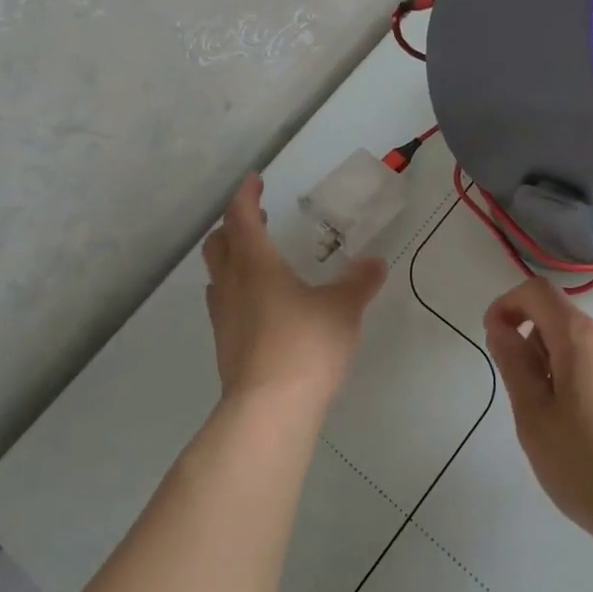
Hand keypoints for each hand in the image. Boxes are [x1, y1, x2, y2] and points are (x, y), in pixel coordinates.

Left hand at [201, 174, 386, 409]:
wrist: (269, 411)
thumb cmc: (305, 345)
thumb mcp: (343, 308)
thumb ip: (359, 282)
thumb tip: (375, 262)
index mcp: (255, 264)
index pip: (241, 217)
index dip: (246, 195)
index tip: (256, 180)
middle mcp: (232, 285)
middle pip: (219, 244)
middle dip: (235, 226)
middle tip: (257, 219)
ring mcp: (224, 319)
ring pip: (218, 276)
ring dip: (233, 259)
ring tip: (259, 260)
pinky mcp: (226, 347)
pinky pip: (226, 304)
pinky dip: (239, 291)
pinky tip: (264, 306)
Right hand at [484, 278, 592, 565]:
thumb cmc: (587, 467)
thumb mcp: (534, 417)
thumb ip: (514, 363)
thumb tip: (502, 327)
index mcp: (581, 338)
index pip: (537, 291)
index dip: (508, 305)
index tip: (495, 340)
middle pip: (562, 321)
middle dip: (534, 346)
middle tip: (526, 399)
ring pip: (586, 350)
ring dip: (561, 369)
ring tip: (559, 425)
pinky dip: (589, 387)